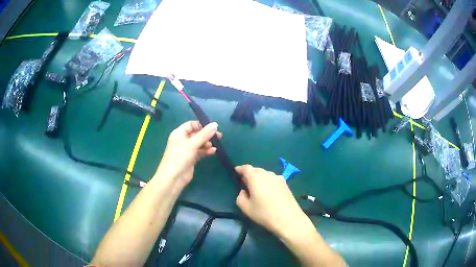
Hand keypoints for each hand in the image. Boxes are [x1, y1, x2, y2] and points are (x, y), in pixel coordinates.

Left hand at [155, 121, 222, 187]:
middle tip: (219, 136)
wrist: (174, 177)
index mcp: (179, 133)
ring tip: (215, 145)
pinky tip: (213, 152)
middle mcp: (183, 140)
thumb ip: (204, 134)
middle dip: (207, 135)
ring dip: (207, 143)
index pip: (191, 124)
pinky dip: (206, 151)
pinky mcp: (191, 158)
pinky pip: (200, 152)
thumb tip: (215, 124)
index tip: (213, 127)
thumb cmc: (180, 157)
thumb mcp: (192, 144)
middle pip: (197, 134)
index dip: (202, 125)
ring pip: (199, 143)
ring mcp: (187, 150)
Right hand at [235, 165, 308, 235]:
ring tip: (257, 190)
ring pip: (265, 174)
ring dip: (259, 178)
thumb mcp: (246, 208)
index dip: (240, 169)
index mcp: (256, 178)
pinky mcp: (285, 184)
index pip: (246, 168)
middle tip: (245, 184)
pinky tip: (268, 193)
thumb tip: (244, 191)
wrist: (288, 219)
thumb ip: (240, 197)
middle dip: (249, 175)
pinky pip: (273, 179)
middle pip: (256, 170)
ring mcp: (278, 178)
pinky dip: (268, 182)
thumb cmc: (265, 214)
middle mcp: (267, 174)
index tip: (236, 173)